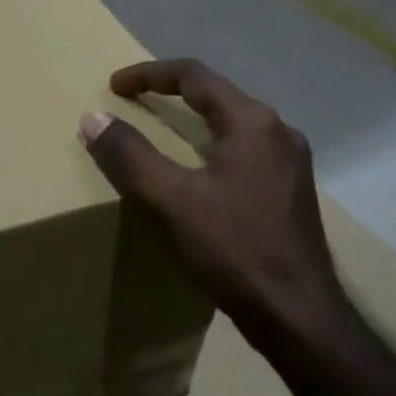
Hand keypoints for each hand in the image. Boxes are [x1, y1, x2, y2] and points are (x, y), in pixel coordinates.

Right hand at [78, 58, 345, 341]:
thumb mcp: (172, 201)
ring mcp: (291, 162)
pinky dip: (211, 144)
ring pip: (233, 122)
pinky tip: (197, 170)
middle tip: (134, 101)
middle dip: (172, 92)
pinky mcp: (291, 190)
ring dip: (193, 118)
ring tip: (160, 129)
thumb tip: (93, 117)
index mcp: (253, 122)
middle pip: (217, 94)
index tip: (115, 85)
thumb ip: (130, 155)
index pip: (195, 76)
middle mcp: (279, 131)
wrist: (301, 320)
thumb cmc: (236, 251)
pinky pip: (244, 148)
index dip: (149, 74)